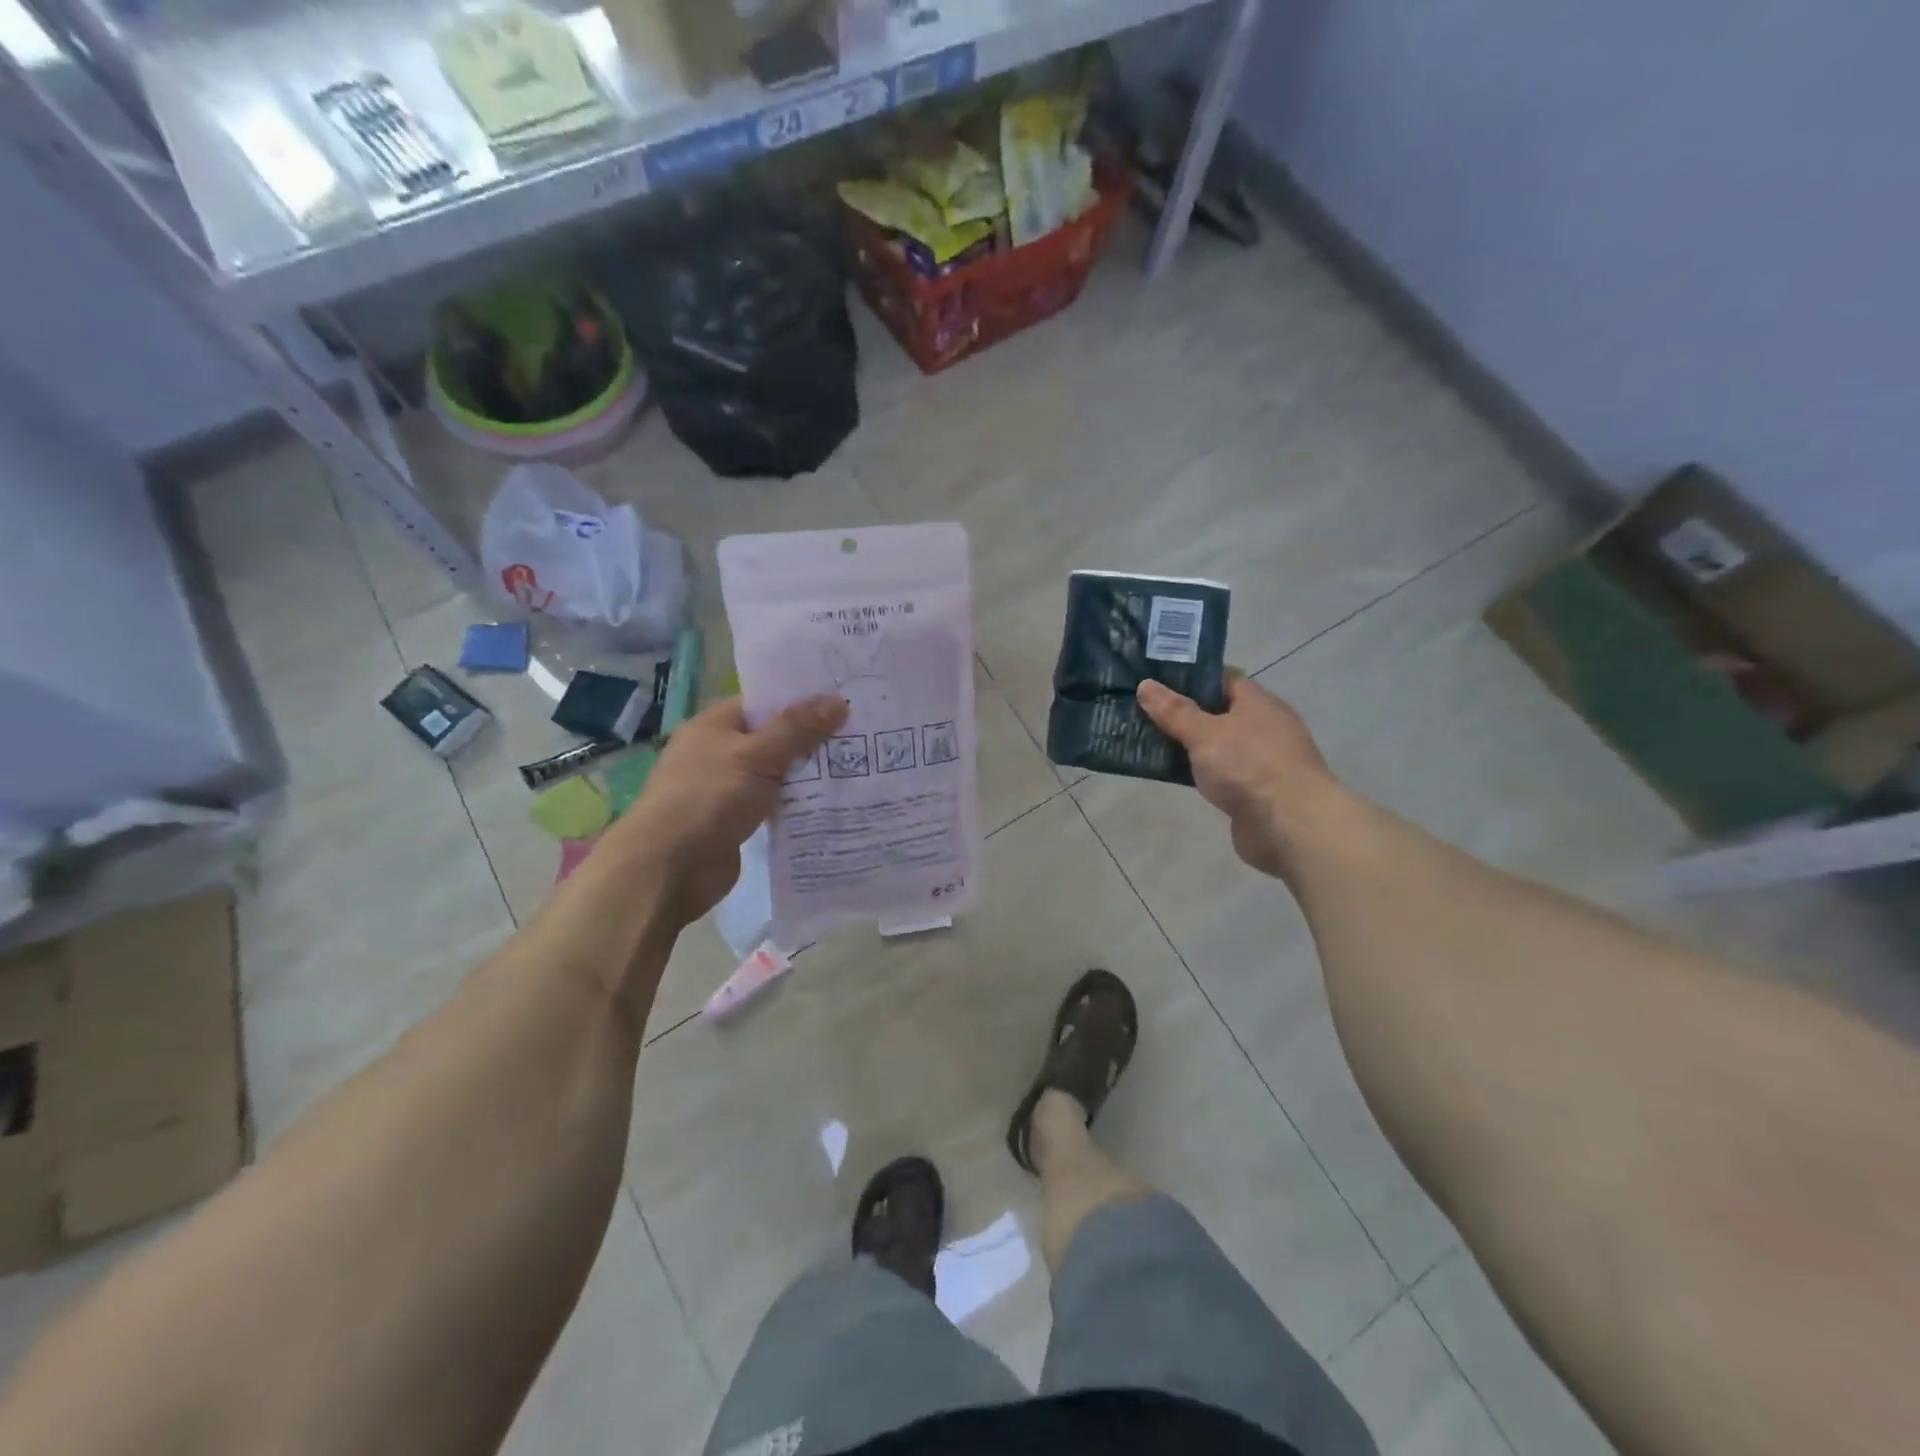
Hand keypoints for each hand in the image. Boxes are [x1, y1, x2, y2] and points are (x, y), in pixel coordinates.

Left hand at [621, 694, 847, 923]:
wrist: (668, 869)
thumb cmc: (707, 799)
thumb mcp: (756, 756)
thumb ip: (797, 729)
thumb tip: (838, 700)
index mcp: (715, 725)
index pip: (765, 701)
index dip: (803, 699)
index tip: (846, 699)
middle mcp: (720, 752)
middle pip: (775, 737)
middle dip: (814, 738)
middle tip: (864, 733)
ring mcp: (729, 788)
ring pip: (778, 772)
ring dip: (810, 772)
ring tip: (861, 765)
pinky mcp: (738, 820)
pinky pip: (776, 803)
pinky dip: (800, 802)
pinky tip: (835, 801)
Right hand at [1136, 673, 1337, 878]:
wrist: (1290, 827)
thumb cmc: (1249, 767)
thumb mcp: (1205, 734)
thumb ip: (1175, 712)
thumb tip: (1146, 684)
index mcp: (1258, 703)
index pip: (1223, 679)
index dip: (1190, 678)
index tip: (1157, 681)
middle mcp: (1264, 727)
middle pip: (1219, 712)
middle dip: (1184, 713)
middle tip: (1144, 712)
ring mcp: (1261, 761)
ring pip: (1217, 745)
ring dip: (1190, 746)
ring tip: (1149, 742)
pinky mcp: (1255, 792)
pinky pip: (1220, 773)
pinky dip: (1200, 772)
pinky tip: (1174, 775)